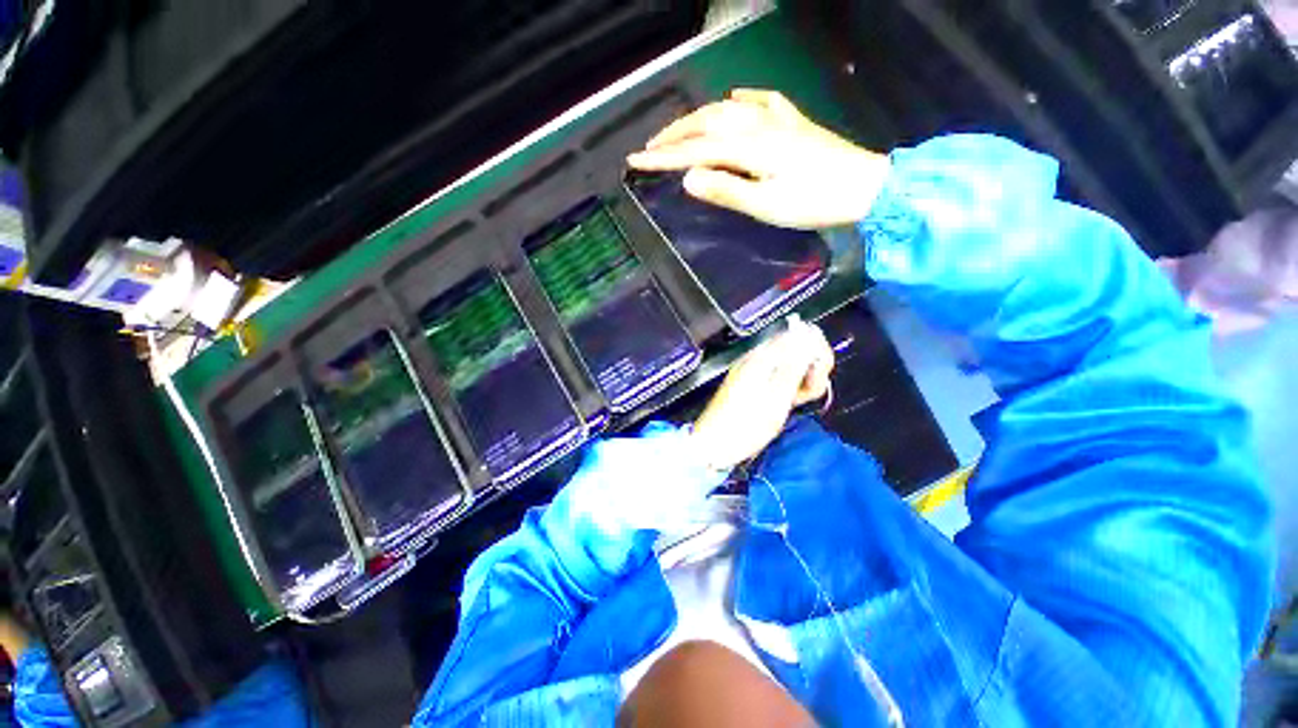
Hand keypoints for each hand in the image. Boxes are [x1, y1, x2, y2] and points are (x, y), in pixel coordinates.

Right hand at [627, 89, 890, 228]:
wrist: (865, 187)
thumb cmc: (813, 202)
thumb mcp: (765, 206)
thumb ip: (726, 190)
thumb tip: (689, 179)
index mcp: (748, 147)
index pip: (694, 151)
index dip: (663, 158)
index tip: (635, 162)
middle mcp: (758, 124)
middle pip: (706, 122)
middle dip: (674, 135)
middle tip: (650, 149)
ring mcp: (777, 119)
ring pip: (727, 109)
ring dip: (697, 119)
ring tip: (678, 131)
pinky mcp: (793, 122)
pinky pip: (761, 101)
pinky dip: (741, 99)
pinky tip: (734, 98)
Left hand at [691, 316, 834, 470]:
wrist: (715, 444)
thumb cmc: (747, 423)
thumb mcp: (777, 396)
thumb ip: (795, 364)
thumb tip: (809, 332)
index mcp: (763, 356)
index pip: (800, 335)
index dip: (818, 351)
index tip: (820, 375)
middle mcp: (759, 358)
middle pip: (797, 349)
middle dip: (812, 367)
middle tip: (809, 392)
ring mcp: (756, 372)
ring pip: (791, 366)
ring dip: (803, 380)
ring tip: (797, 401)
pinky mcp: (756, 386)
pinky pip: (780, 378)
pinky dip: (790, 388)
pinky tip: (791, 402)